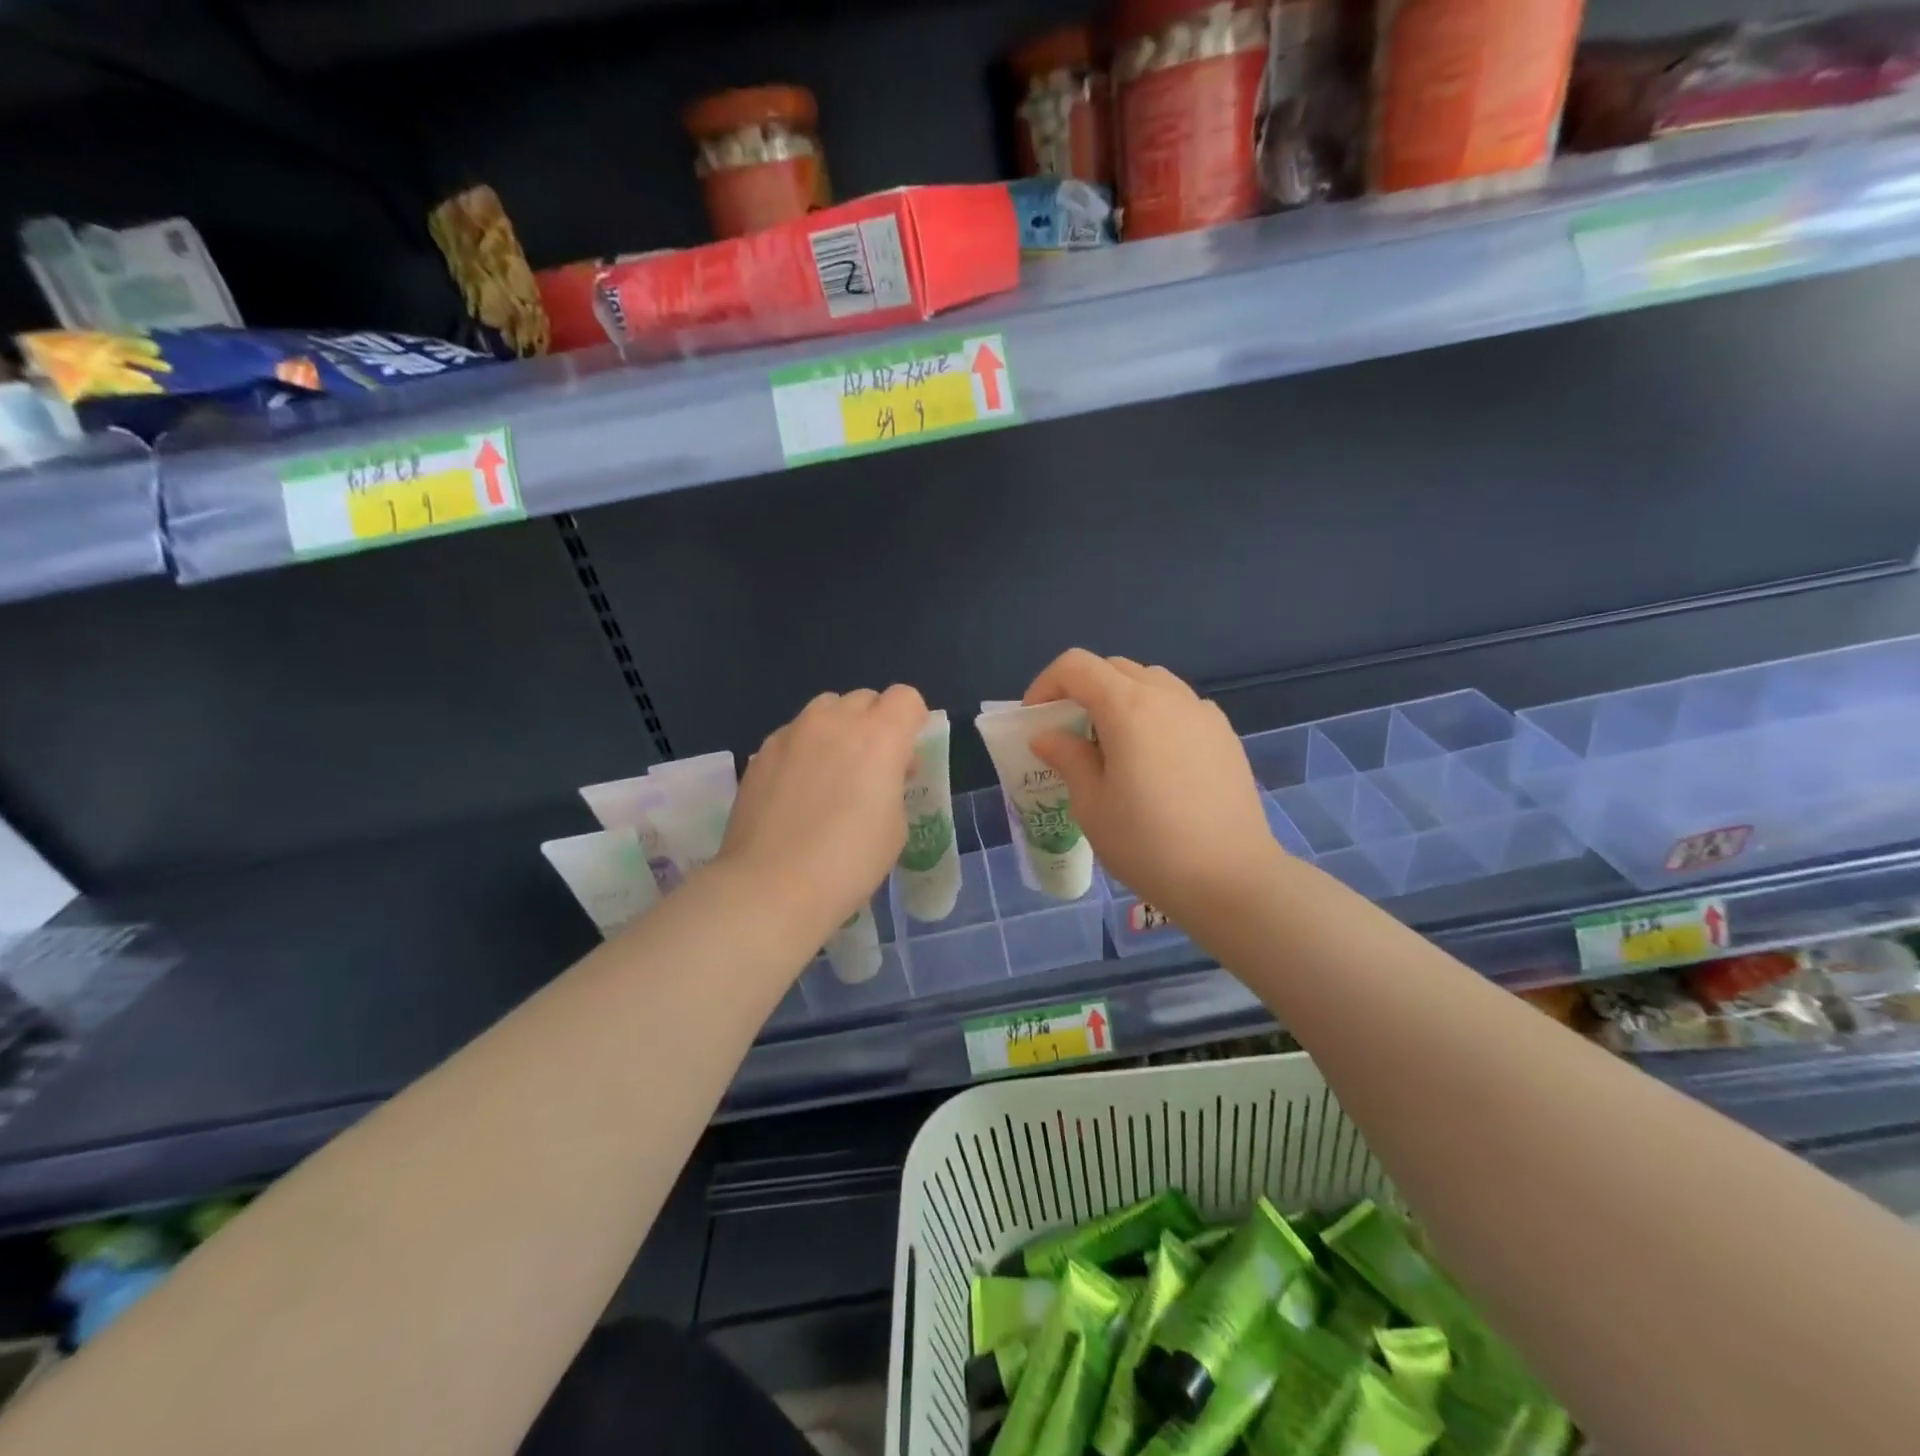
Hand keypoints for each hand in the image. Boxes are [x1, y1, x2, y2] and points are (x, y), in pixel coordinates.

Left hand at [718, 684, 928, 945]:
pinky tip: (797, 792)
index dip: (912, 719)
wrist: (771, 886)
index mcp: (879, 736)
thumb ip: (894, 785)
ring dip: (838, 729)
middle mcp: (835, 722)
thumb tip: (884, 773)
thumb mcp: (895, 827)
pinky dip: (804, 750)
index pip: (906, 697)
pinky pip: (794, 735)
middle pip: (864, 699)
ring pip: (825, 710)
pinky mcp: (761, 752)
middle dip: (875, 723)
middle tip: (872, 766)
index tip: (908, 753)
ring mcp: (793, 733)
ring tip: (832, 772)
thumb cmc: (848, 862)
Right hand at [1023, 650, 1282, 923]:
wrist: (1231, 879)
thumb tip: (1049, 737)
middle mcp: (1168, 696)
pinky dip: (1155, 716)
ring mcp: (1203, 712)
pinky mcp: (1225, 735)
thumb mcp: (1092, 805)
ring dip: (1121, 699)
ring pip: (1151, 683)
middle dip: (1083, 690)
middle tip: (1069, 733)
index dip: (1046, 684)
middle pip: (1115, 668)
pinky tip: (1155, 761)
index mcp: (1128, 707)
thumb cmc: (1148, 844)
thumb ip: (1068, 759)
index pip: (1077, 666)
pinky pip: (1180, 707)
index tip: (1035, 719)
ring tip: (1113, 746)